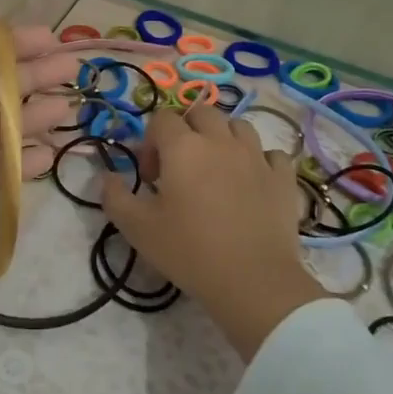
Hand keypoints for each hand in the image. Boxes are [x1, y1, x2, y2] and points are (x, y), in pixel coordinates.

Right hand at [101, 103, 324, 360]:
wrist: (253, 281)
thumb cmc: (189, 250)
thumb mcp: (137, 228)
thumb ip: (115, 196)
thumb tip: (109, 177)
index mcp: (183, 147)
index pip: (162, 118)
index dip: (150, 141)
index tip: (150, 176)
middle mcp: (221, 141)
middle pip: (201, 112)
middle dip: (187, 130)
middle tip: (180, 167)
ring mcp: (257, 156)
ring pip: (238, 126)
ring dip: (223, 139)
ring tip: (216, 169)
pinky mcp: (283, 178)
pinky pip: (271, 154)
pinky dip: (259, 161)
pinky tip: (251, 182)